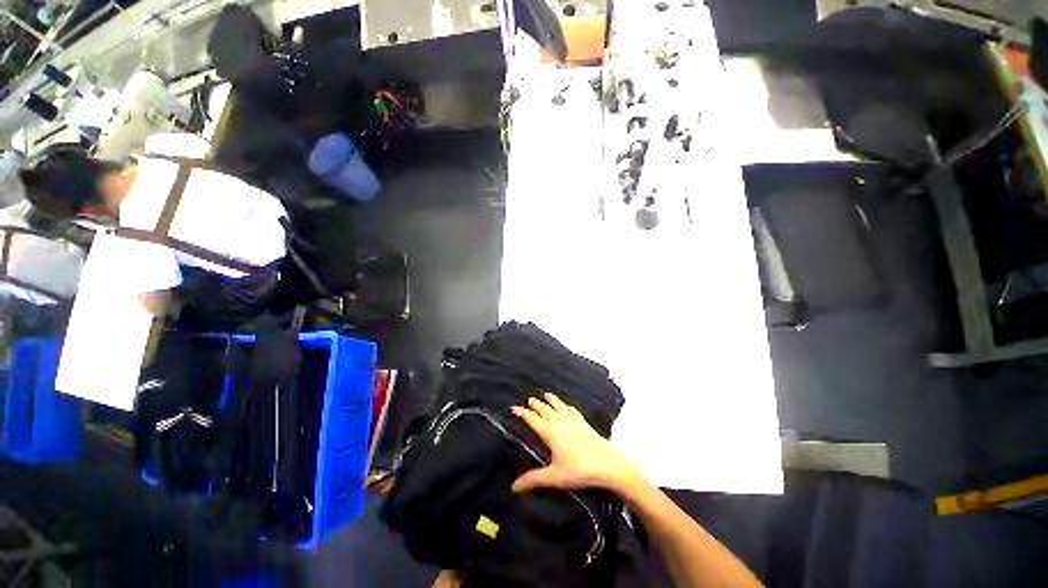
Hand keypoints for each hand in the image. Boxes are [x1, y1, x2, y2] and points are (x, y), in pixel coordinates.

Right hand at [511, 393, 640, 494]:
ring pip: (558, 406)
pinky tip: (567, 406)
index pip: (533, 419)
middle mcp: (559, 422)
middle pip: (545, 409)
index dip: (523, 413)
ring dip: (551, 400)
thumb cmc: (578, 470)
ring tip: (546, 394)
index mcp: (550, 432)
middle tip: (529, 400)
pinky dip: (566, 406)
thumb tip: (513, 487)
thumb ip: (533, 479)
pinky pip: (572, 410)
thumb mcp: (554, 477)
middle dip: (536, 404)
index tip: (514, 407)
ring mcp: (572, 420)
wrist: (606, 463)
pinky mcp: (583, 422)